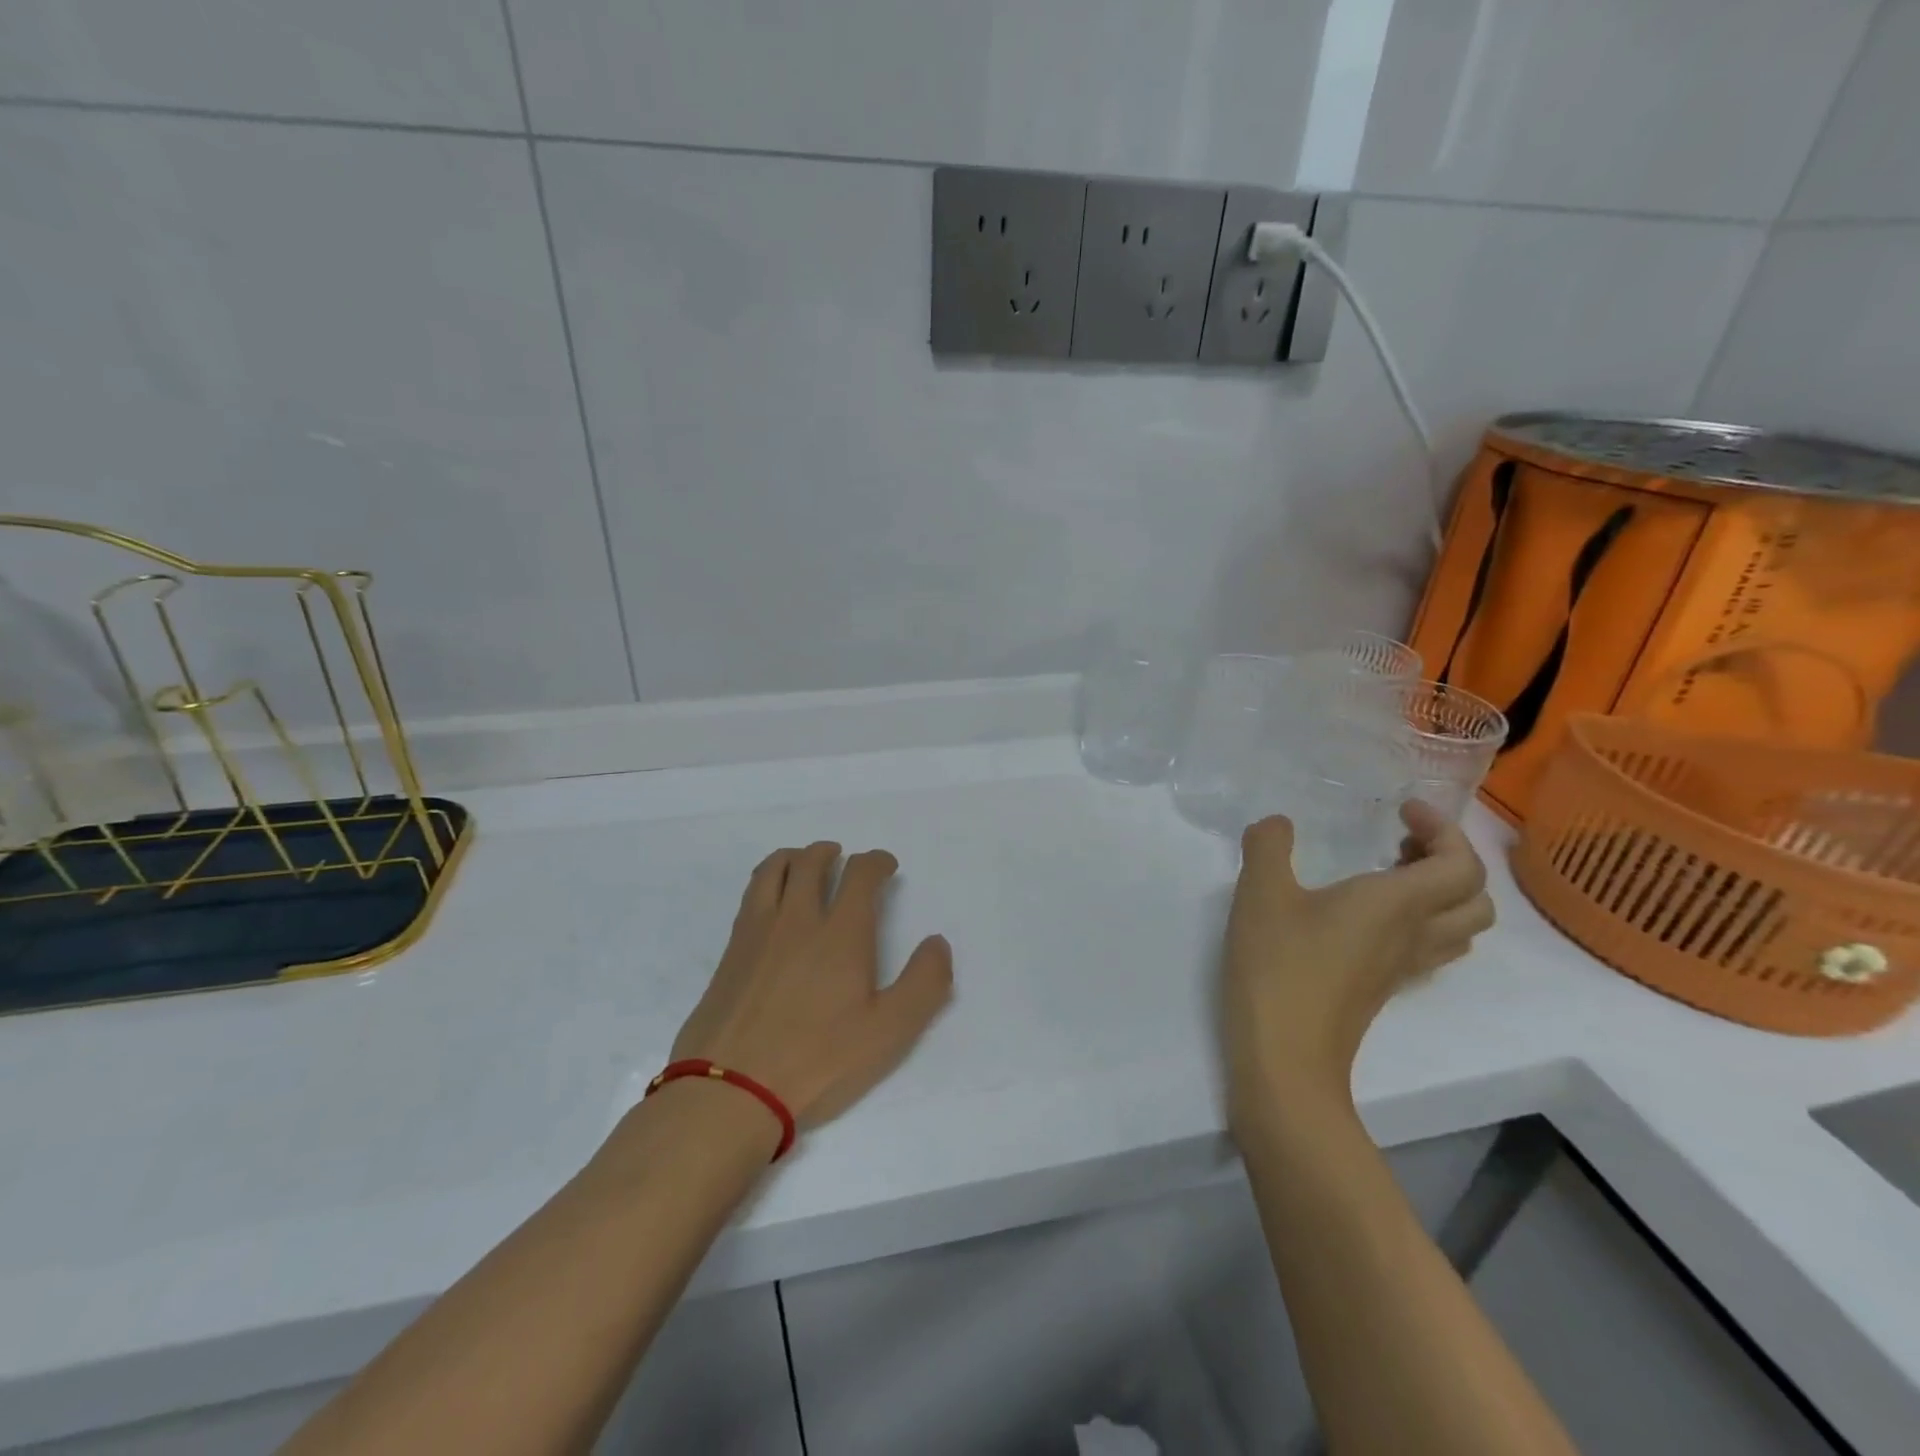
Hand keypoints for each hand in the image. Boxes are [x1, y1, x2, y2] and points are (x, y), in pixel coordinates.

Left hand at [671, 842, 952, 1129]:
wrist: (730, 1090)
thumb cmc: (819, 1061)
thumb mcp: (889, 1032)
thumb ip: (924, 983)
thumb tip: (936, 942)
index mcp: (841, 933)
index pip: (860, 874)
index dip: (877, 862)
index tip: (886, 866)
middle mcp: (798, 919)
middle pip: (812, 862)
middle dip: (831, 853)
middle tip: (841, 857)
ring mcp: (758, 932)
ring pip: (774, 870)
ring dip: (794, 856)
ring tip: (803, 862)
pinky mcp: (731, 951)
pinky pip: (751, 894)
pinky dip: (767, 880)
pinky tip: (771, 900)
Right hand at [1221, 802, 1491, 1123]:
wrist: (1285, 1053)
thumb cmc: (1279, 964)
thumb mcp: (1261, 891)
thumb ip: (1269, 846)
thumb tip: (1277, 824)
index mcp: (1398, 903)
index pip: (1461, 863)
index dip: (1444, 829)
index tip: (1402, 810)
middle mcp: (1416, 934)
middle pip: (1476, 897)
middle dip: (1451, 859)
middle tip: (1401, 841)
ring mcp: (1405, 968)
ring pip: (1460, 927)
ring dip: (1442, 893)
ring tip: (1389, 874)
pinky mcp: (1386, 989)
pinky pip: (1431, 949)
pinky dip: (1421, 922)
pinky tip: (1368, 917)